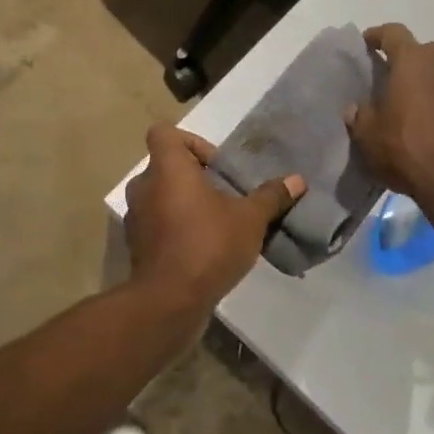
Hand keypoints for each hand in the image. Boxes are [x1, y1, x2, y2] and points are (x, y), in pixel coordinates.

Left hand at [123, 124, 303, 314]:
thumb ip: (271, 196)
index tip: (216, 166)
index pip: (164, 132)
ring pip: (161, 195)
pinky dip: (175, 228)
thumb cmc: (208, 244)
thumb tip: (297, 180)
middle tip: (223, 196)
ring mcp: (136, 216)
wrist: (169, 300)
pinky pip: (157, 223)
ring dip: (184, 204)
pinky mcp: (136, 244)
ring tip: (216, 224)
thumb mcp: (250, 219)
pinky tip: (202, 248)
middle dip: (195, 177)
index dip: (191, 141)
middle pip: (166, 165)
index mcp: (167, 167)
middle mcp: (144, 185)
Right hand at [346, 24, 433, 214]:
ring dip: (429, 80)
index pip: (393, 33)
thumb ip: (360, 116)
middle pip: (422, 50)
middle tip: (391, 80)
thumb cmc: (407, 150)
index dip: (377, 36)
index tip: (366, 44)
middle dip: (406, 60)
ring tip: (414, 104)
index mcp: (413, 61)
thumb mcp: (368, 136)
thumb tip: (357, 109)